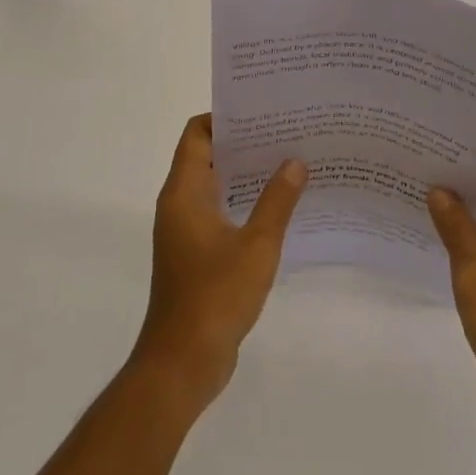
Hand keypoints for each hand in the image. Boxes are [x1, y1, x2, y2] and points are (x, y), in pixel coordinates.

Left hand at [131, 114, 307, 412]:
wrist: (183, 362)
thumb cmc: (216, 296)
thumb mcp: (257, 246)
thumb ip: (277, 201)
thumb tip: (295, 161)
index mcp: (184, 192)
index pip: (197, 134)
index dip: (225, 118)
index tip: (262, 112)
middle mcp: (179, 204)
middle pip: (206, 156)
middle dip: (243, 144)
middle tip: (286, 133)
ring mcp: (186, 230)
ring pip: (215, 186)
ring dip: (246, 175)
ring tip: (289, 164)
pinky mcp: (196, 254)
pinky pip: (219, 213)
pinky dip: (243, 203)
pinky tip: (279, 209)